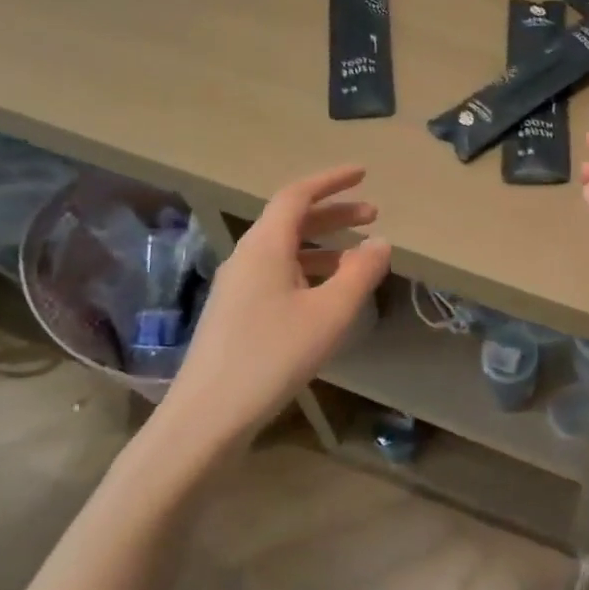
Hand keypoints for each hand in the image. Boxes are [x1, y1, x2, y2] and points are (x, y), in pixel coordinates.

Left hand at [155, 166, 390, 456]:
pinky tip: (328, 294)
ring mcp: (238, 286)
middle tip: (373, 214)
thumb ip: (361, 273)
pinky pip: (278, 273)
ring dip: (324, 244)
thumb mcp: (330, 313)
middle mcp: (247, 257)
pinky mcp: (236, 312)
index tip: (363, 174)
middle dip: (334, 213)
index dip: (332, 181)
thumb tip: (381, 241)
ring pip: (285, 249)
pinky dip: (309, 269)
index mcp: (265, 246)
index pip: (298, 195)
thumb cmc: (272, 356)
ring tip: (359, 257)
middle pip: (292, 220)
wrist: (207, 416)